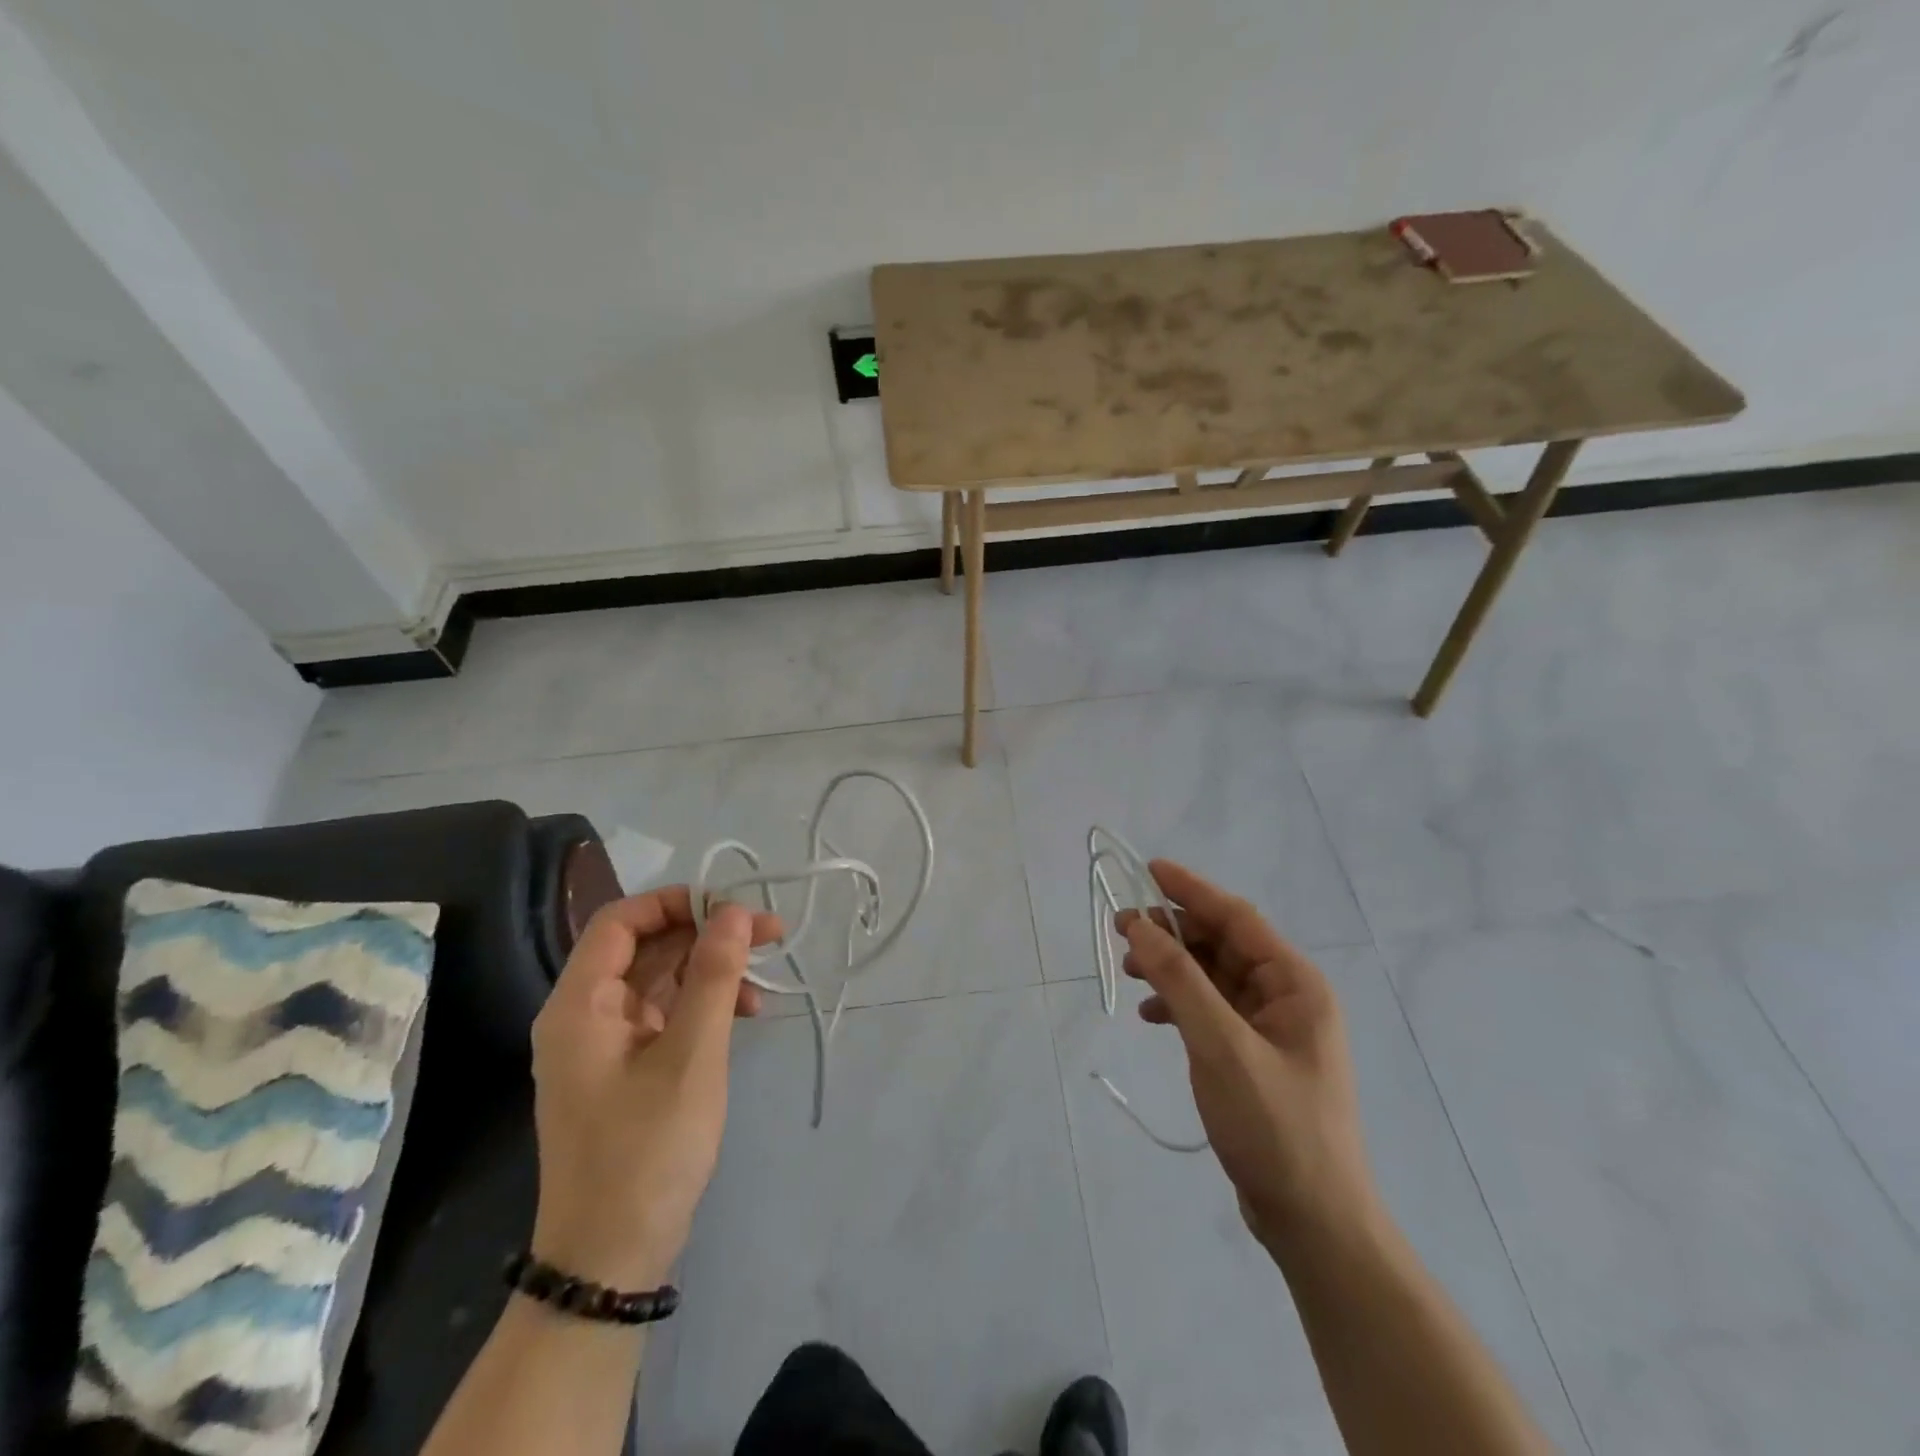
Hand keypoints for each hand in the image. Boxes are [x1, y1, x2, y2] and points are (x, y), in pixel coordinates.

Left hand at [528, 888, 781, 1290]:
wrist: (611, 1260)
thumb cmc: (647, 1150)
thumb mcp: (692, 1055)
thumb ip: (715, 976)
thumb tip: (736, 911)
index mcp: (580, 1005)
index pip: (621, 920)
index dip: (676, 902)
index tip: (734, 907)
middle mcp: (584, 1015)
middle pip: (644, 946)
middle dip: (706, 934)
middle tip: (769, 935)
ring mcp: (603, 1045)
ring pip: (659, 979)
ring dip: (710, 970)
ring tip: (762, 982)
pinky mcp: (624, 1069)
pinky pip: (664, 1014)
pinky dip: (702, 1004)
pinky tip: (742, 1015)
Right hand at [1118, 861, 1380, 1252]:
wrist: (1313, 1222)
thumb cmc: (1274, 1126)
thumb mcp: (1220, 1046)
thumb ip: (1179, 980)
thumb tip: (1139, 925)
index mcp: (1295, 984)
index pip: (1237, 917)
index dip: (1190, 890)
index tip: (1146, 870)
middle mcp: (1287, 997)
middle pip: (1222, 944)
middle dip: (1173, 933)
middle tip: (1121, 928)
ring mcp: (1271, 1029)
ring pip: (1213, 976)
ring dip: (1172, 968)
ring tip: (1129, 970)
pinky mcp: (1254, 1056)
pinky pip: (1211, 1010)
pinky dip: (1179, 1004)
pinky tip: (1152, 1015)